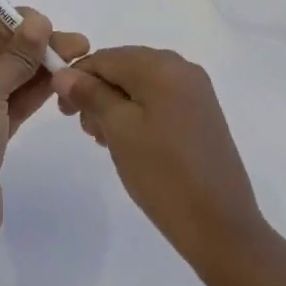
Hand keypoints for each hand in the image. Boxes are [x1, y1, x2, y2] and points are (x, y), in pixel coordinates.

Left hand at [0, 11, 90, 252]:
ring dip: (41, 69)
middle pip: (0, 55)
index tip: (54, 25)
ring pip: (11, 80)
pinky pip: (14, 104)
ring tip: (78, 60)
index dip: (20, 25)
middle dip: (37, 47)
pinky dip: (35, 93)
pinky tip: (61, 84)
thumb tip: (38, 20)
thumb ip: (16, 55)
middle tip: (79, 45)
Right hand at [52, 47, 266, 268]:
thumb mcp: (119, 130)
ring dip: (116, 105)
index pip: (104, 57)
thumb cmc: (163, 174)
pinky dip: (138, 113)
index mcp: (161, 65)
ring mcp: (196, 91)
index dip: (77, 79)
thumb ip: (90, 95)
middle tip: (87, 130)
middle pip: (124, 67)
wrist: (221, 227)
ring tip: (106, 141)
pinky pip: (159, 99)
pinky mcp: (202, 113)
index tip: (63, 111)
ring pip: (141, 84)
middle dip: (98, 93)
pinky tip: (131, 142)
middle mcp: (181, 67)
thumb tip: (64, 73)